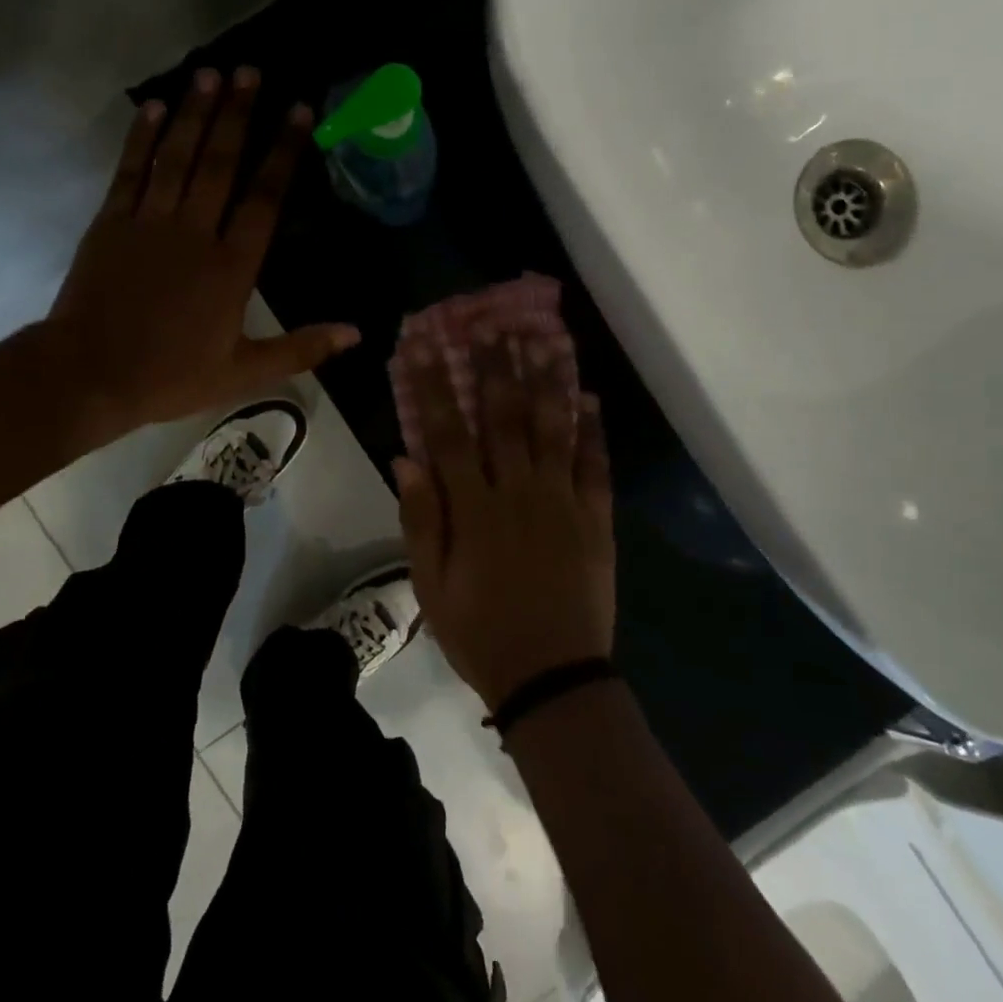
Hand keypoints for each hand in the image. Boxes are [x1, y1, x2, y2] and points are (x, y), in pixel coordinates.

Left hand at [32, 67, 358, 452]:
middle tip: (251, 71)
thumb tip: (356, 332)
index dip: (283, 152)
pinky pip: (130, 172)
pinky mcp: (110, 223)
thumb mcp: (244, 373)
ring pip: (177, 157)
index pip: (264, 198)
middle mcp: (195, 232)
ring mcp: (149, 222)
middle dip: (238, 115)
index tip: (298, 111)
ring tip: (210, 74)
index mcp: (231, 267)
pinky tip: (152, 107)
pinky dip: (140, 138)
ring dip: (194, 113)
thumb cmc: (171, 375)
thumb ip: (301, 348)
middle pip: (221, 163)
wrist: (89, 376)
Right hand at [396, 333, 615, 711]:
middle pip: (504, 417)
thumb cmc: (480, 632)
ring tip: (543, 339)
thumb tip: (406, 459)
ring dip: (547, 381)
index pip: (448, 433)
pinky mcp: (596, 519)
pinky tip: (590, 398)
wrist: (552, 678)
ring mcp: (562, 502)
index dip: (433, 386)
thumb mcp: (431, 585)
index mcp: (474, 508)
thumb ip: (421, 519)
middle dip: (494, 366)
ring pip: (553, 429)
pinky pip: (596, 466)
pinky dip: (593, 430)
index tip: (423, 347)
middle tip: (491, 323)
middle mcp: (518, 492)